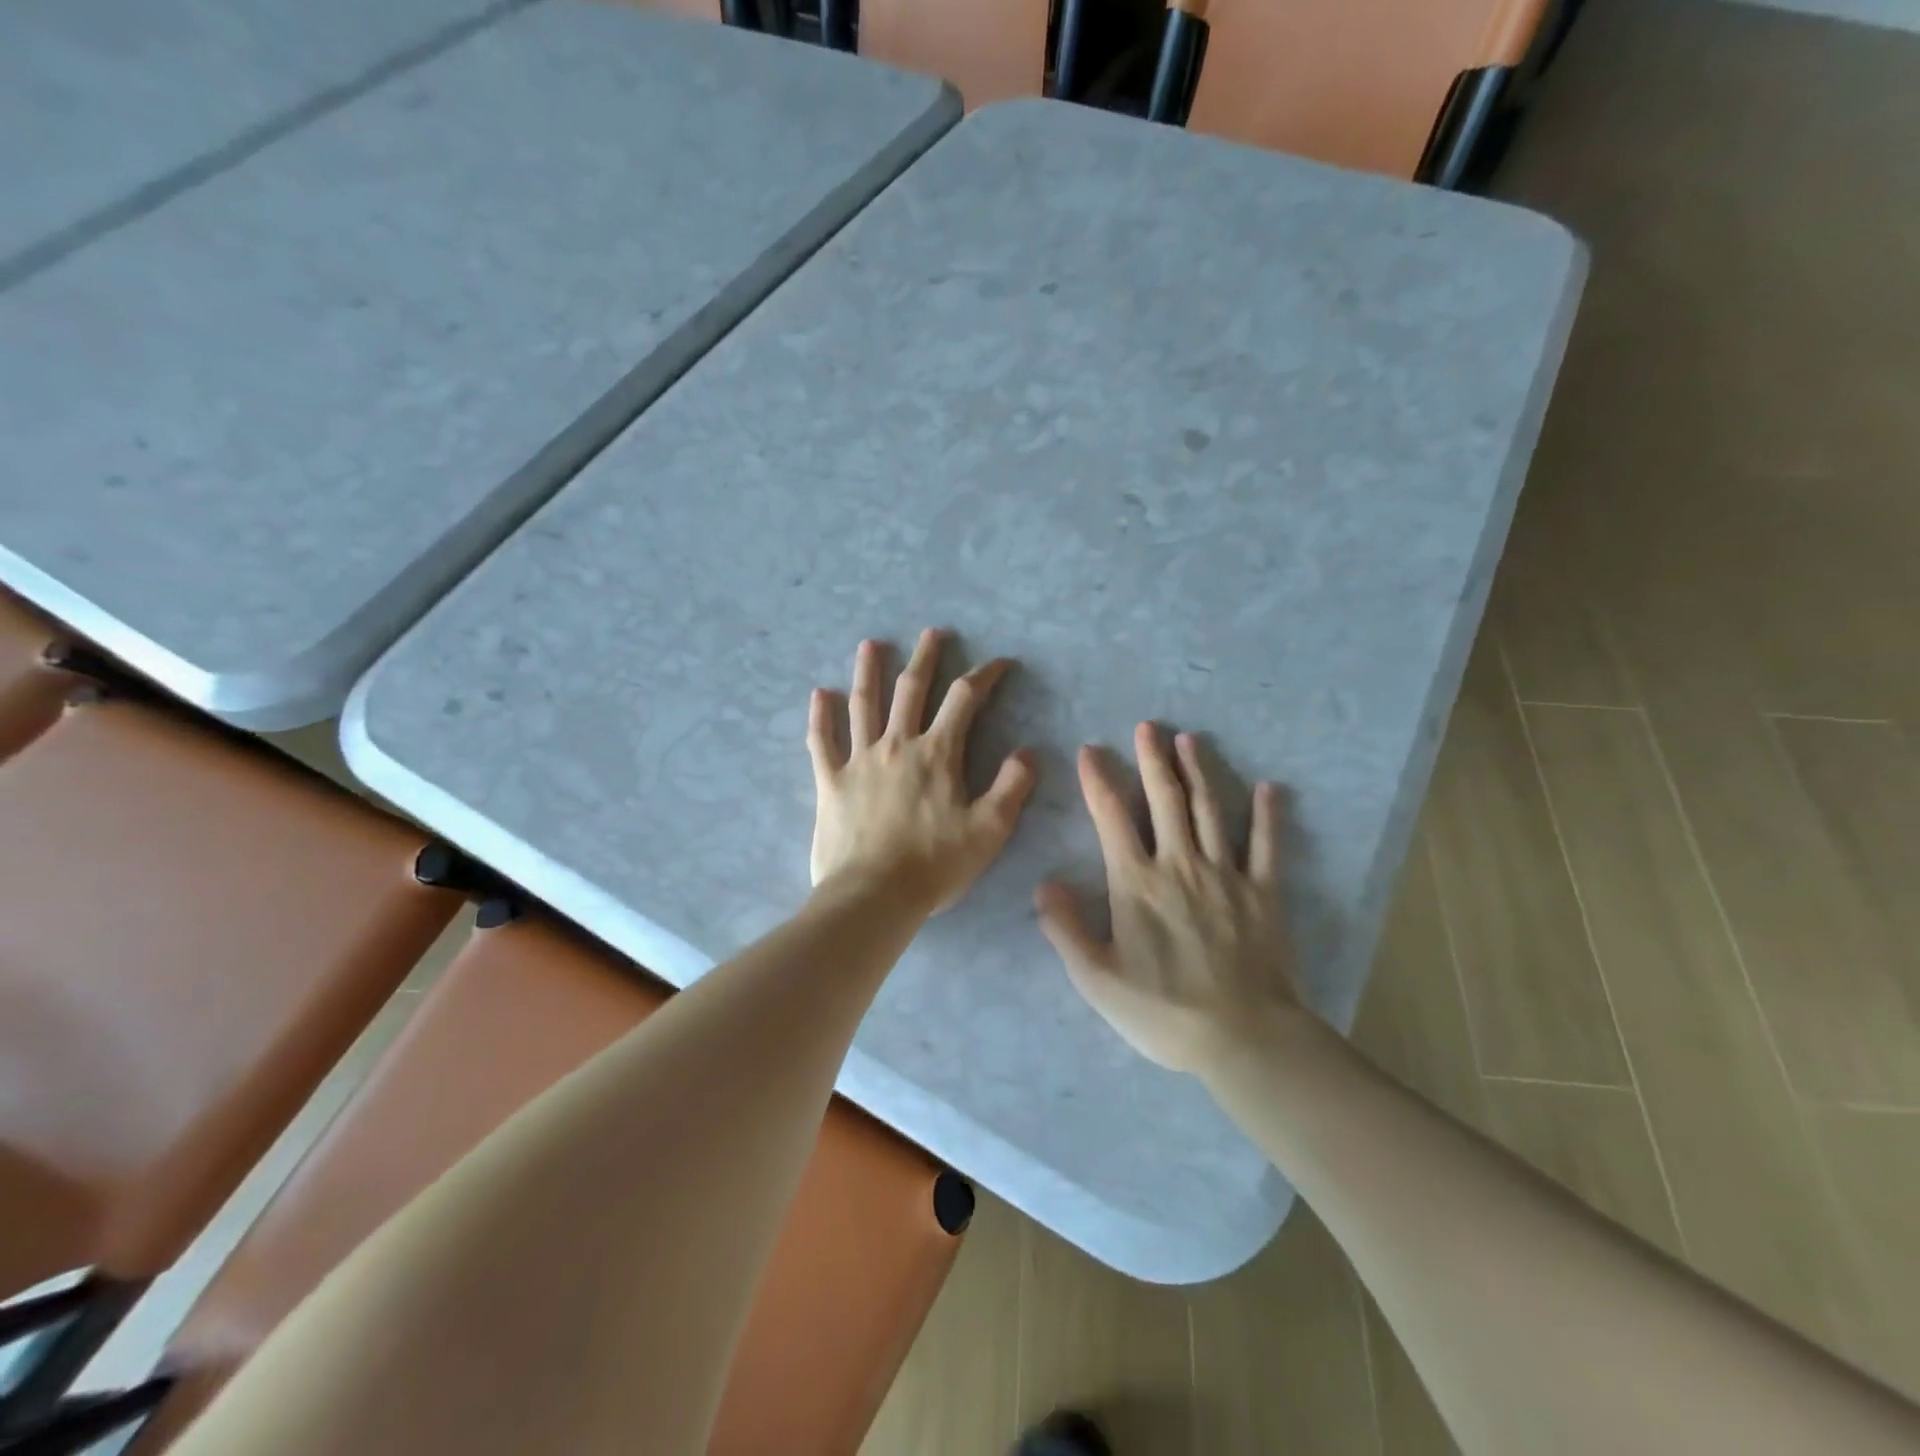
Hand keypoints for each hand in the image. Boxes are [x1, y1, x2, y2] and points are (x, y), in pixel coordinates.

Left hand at [808, 630, 1036, 913]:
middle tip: (932, 633)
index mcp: (937, 754)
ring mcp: (859, 760)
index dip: (985, 675)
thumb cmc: (935, 865)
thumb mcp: (989, 830)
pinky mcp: (830, 782)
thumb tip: (1028, 753)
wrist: (873, 896)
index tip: (1000, 663)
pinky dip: (820, 716)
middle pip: (911, 689)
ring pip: (864, 704)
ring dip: (869, 671)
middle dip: (925, 658)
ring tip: (870, 644)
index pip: (965, 700)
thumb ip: (1011, 787)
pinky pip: (822, 742)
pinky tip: (819, 694)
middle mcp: (896, 745)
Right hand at [1036, 724, 1297, 1073]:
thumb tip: (1044, 883)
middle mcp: (1179, 864)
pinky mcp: (1263, 892)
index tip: (1090, 750)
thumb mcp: (1096, 978)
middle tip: (1148, 726)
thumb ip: (1065, 928)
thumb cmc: (1161, 1010)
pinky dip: (1267, 815)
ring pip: (1209, 810)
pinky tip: (1269, 788)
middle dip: (1153, 760)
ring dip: (1198, 772)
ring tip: (1189, 740)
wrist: (1241, 1038)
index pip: (1112, 817)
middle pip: (1165, 800)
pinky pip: (1265, 845)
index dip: (1098, 780)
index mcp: (1136, 882)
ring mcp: (1225, 874)